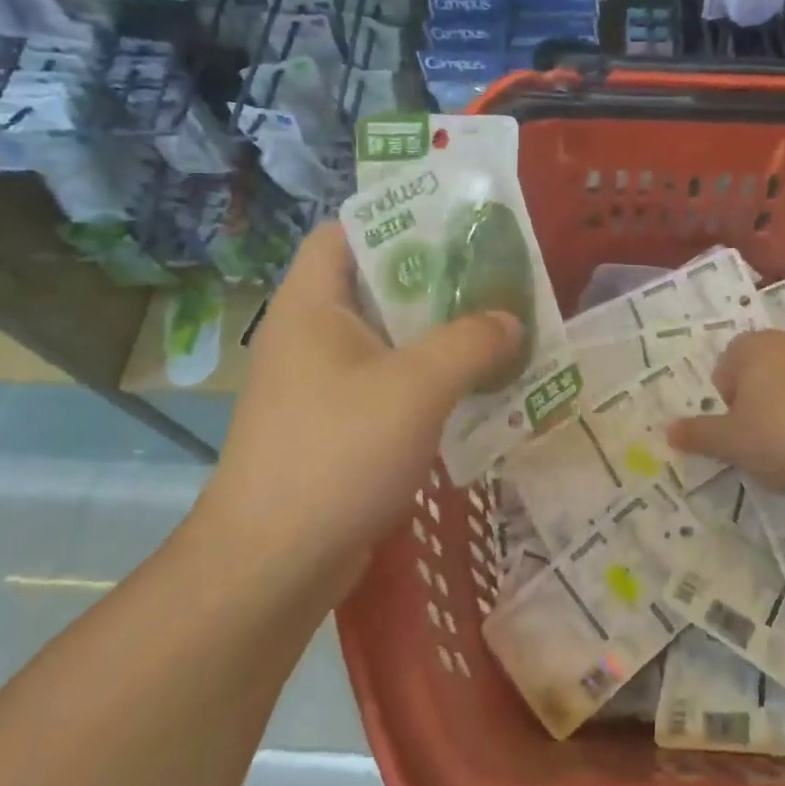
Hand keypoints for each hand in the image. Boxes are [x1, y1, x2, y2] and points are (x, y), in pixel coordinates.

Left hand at [196, 223, 520, 580]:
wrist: (273, 564)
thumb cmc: (338, 452)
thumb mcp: (417, 386)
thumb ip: (472, 342)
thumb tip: (511, 321)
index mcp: (313, 305)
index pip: (345, 233)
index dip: (396, 221)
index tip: (455, 228)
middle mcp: (311, 336)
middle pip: (377, 286)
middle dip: (437, 282)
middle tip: (495, 280)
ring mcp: (321, 385)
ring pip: (388, 340)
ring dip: (439, 336)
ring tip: (498, 330)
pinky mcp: (336, 427)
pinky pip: (389, 385)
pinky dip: (429, 381)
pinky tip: (475, 392)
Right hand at [668, 330, 784, 513]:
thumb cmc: (779, 438)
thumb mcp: (730, 442)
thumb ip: (698, 434)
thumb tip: (669, 432)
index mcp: (756, 346)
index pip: (728, 362)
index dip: (727, 396)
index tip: (735, 426)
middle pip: (761, 368)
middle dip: (755, 396)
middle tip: (757, 434)